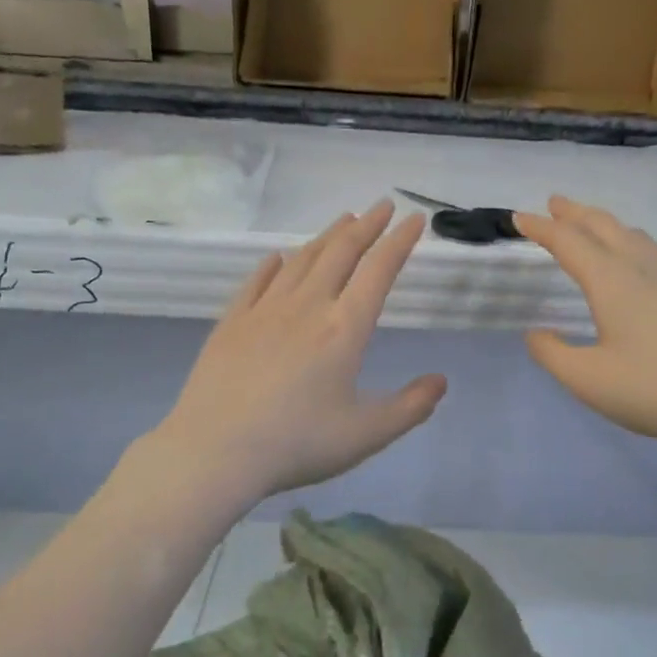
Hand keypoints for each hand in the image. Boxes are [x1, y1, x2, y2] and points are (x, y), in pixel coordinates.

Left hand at [153, 200, 447, 501]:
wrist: (215, 451)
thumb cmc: (297, 443)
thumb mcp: (366, 434)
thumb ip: (410, 407)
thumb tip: (441, 381)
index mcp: (344, 329)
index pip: (379, 271)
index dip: (400, 242)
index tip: (414, 219)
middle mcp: (307, 306)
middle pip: (340, 253)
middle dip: (366, 226)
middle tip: (382, 205)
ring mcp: (264, 310)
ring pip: (301, 260)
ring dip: (326, 236)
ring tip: (344, 220)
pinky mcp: (231, 322)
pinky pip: (257, 281)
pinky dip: (273, 265)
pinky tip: (278, 259)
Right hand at [517, 196, 656, 457]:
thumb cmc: (655, 390)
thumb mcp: (588, 380)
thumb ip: (553, 354)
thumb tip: (536, 333)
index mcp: (612, 282)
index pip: (568, 242)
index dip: (541, 228)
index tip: (519, 217)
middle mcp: (643, 269)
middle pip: (604, 226)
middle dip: (574, 213)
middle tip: (553, 203)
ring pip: (633, 235)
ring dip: (604, 224)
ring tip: (589, 225)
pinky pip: (652, 252)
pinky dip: (628, 242)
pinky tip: (633, 262)